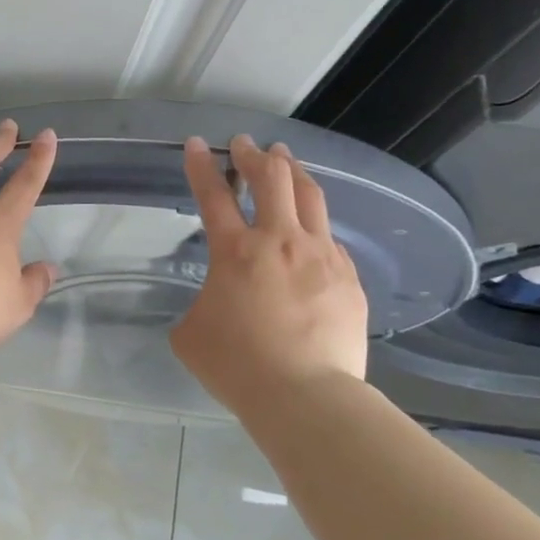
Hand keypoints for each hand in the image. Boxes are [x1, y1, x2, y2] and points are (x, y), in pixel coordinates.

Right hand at [170, 134, 367, 409]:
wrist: (305, 395)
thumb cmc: (237, 366)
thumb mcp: (191, 334)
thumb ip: (199, 306)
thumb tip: (214, 303)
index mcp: (235, 252)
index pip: (213, 195)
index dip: (201, 166)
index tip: (196, 144)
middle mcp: (280, 241)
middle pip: (272, 179)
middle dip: (254, 155)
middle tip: (245, 144)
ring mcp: (321, 256)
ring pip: (311, 197)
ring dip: (293, 172)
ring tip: (285, 159)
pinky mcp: (348, 278)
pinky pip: (331, 238)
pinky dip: (315, 223)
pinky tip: (312, 229)